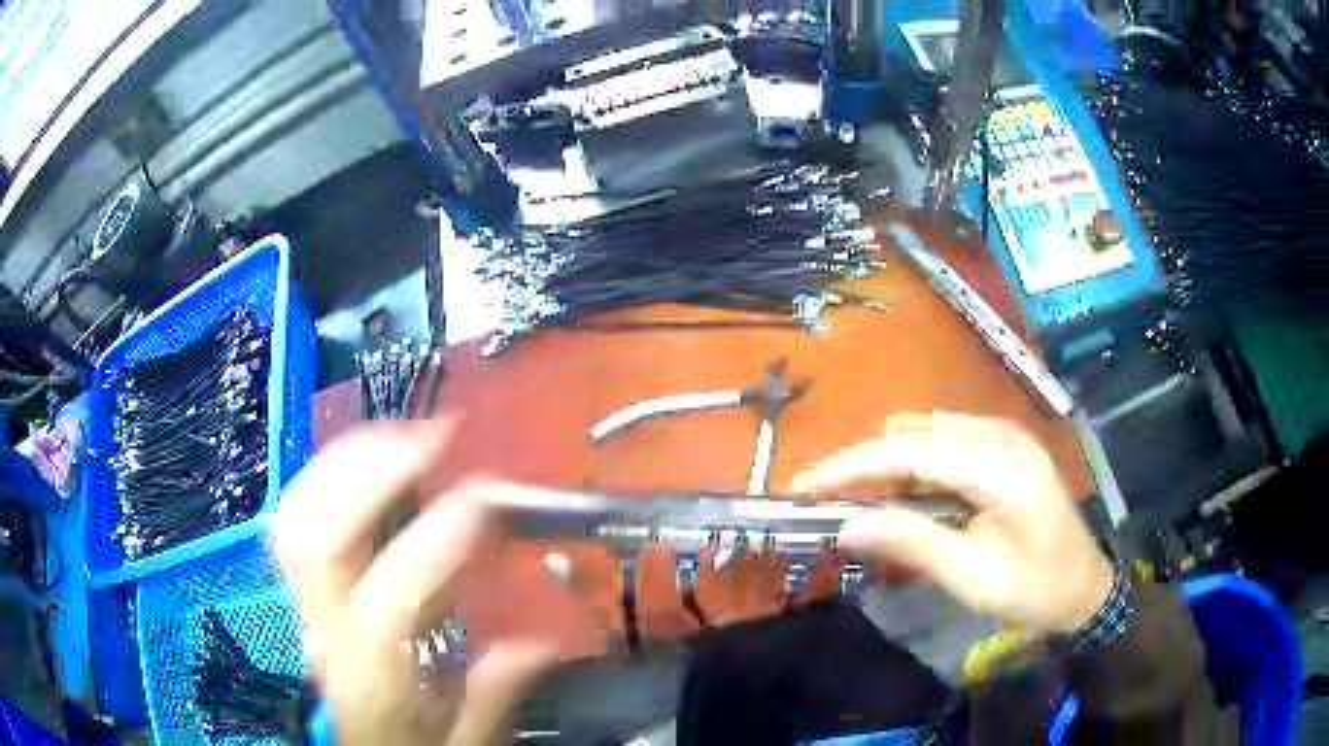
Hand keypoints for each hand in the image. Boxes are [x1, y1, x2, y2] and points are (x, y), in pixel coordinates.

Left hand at [269, 421, 558, 745]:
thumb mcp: (467, 739)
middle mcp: (325, 632)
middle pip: (319, 536)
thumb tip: (545, 642)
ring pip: (297, 513)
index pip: (388, 600)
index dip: (436, 540)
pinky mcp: (300, 586)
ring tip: (403, 436)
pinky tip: (366, 460)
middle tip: (435, 438)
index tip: (487, 500)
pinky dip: (326, 474)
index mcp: (374, 679)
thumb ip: (497, 691)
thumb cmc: (412, 745)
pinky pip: (294, 514)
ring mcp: (303, 602)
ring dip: (346, 460)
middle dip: (373, 472)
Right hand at [790, 413, 1112, 634]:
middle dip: (865, 462)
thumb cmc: (1032, 590)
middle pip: (917, 434)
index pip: (913, 451)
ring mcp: (1008, 436)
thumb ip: (911, 542)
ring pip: (929, 432)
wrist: (1084, 589)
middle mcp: (1003, 436)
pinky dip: (916, 463)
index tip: (804, 484)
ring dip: (888, 462)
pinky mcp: (1007, 447)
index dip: (853, 465)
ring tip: (855, 498)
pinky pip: (948, 440)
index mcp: (1001, 467)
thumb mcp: (971, 576)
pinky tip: (903, 492)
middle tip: (823, 497)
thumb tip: (846, 526)